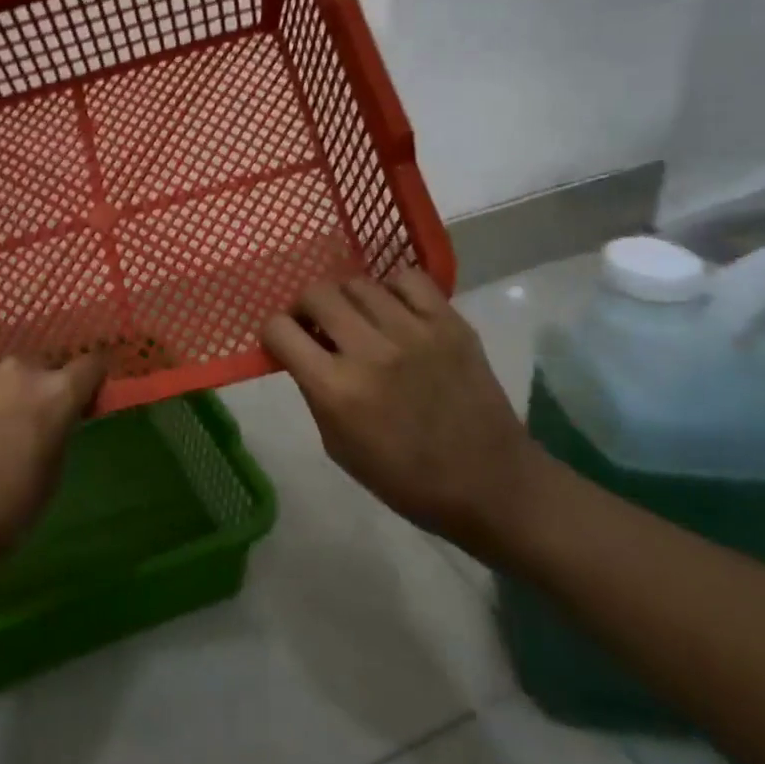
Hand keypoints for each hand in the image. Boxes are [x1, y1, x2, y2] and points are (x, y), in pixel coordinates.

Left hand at [0, 354, 106, 565]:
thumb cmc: (10, 507)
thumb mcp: (54, 471)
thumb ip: (60, 428)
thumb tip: (57, 416)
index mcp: (55, 392)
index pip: (91, 364)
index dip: (92, 381)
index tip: (86, 400)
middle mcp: (18, 370)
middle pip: (43, 367)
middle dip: (43, 388)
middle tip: (34, 423)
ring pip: (3, 377)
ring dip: (6, 394)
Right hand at [261, 268, 538, 556]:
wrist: (490, 484)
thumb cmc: (405, 479)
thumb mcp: (338, 446)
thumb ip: (314, 391)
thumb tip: (300, 351)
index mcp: (336, 389)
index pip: (279, 330)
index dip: (274, 334)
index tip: (285, 343)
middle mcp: (370, 351)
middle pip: (316, 294)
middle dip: (306, 308)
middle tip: (318, 327)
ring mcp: (413, 332)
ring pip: (358, 283)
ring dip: (348, 301)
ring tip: (360, 321)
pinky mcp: (450, 323)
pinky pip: (407, 279)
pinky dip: (392, 290)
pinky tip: (395, 311)